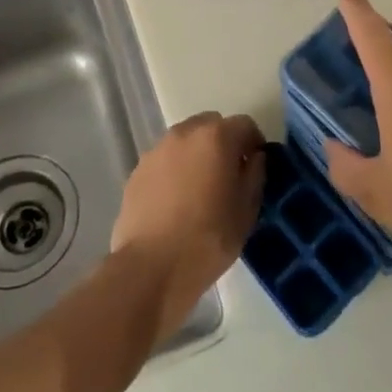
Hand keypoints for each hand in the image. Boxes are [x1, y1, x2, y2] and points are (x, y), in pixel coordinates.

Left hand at [112, 111, 265, 341]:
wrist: (151, 267)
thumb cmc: (208, 239)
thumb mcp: (246, 212)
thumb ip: (255, 175)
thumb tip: (253, 158)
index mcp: (216, 137)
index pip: (245, 124)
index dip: (254, 143)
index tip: (255, 167)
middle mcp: (184, 133)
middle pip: (211, 125)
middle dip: (223, 143)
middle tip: (228, 176)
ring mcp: (156, 150)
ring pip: (185, 142)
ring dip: (196, 155)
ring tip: (199, 190)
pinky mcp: (137, 171)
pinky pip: (164, 161)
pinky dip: (174, 171)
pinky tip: (175, 203)